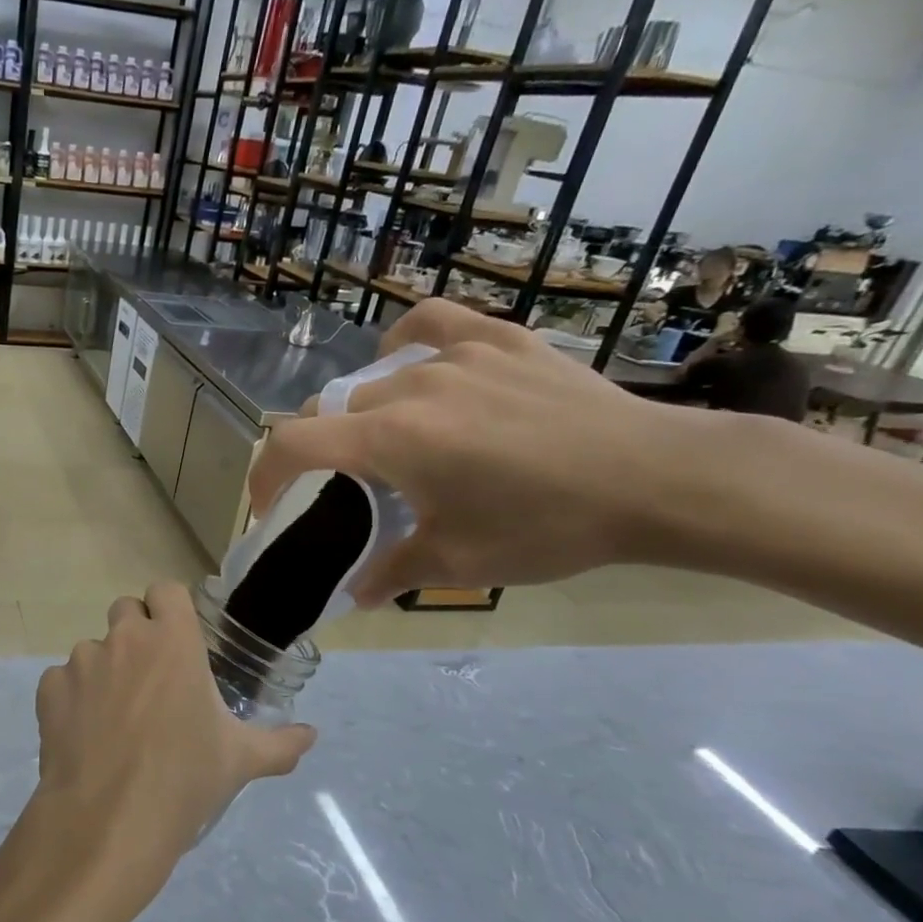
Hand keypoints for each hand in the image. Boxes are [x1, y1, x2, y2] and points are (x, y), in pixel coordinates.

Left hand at [30, 582, 315, 919]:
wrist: (110, 819)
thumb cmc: (184, 778)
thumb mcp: (240, 760)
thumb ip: (279, 743)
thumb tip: (311, 736)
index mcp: (172, 641)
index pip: (166, 591)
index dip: (170, 609)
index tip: (178, 639)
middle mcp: (124, 639)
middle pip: (125, 610)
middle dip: (136, 634)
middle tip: (150, 678)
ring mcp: (81, 661)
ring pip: (92, 648)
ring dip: (105, 669)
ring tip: (116, 718)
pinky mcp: (49, 688)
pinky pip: (62, 680)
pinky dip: (73, 698)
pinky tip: (85, 735)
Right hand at [250, 300, 712, 603]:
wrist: (659, 480)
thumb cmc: (548, 526)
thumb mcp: (459, 562)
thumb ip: (391, 573)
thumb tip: (354, 595)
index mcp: (389, 440)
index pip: (291, 444)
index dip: (263, 475)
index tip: (267, 506)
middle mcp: (408, 387)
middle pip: (331, 412)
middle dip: (323, 452)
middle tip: (348, 488)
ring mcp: (455, 355)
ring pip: (376, 380)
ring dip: (366, 414)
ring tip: (394, 439)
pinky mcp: (499, 340)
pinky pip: (431, 325)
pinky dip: (407, 344)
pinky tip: (413, 361)